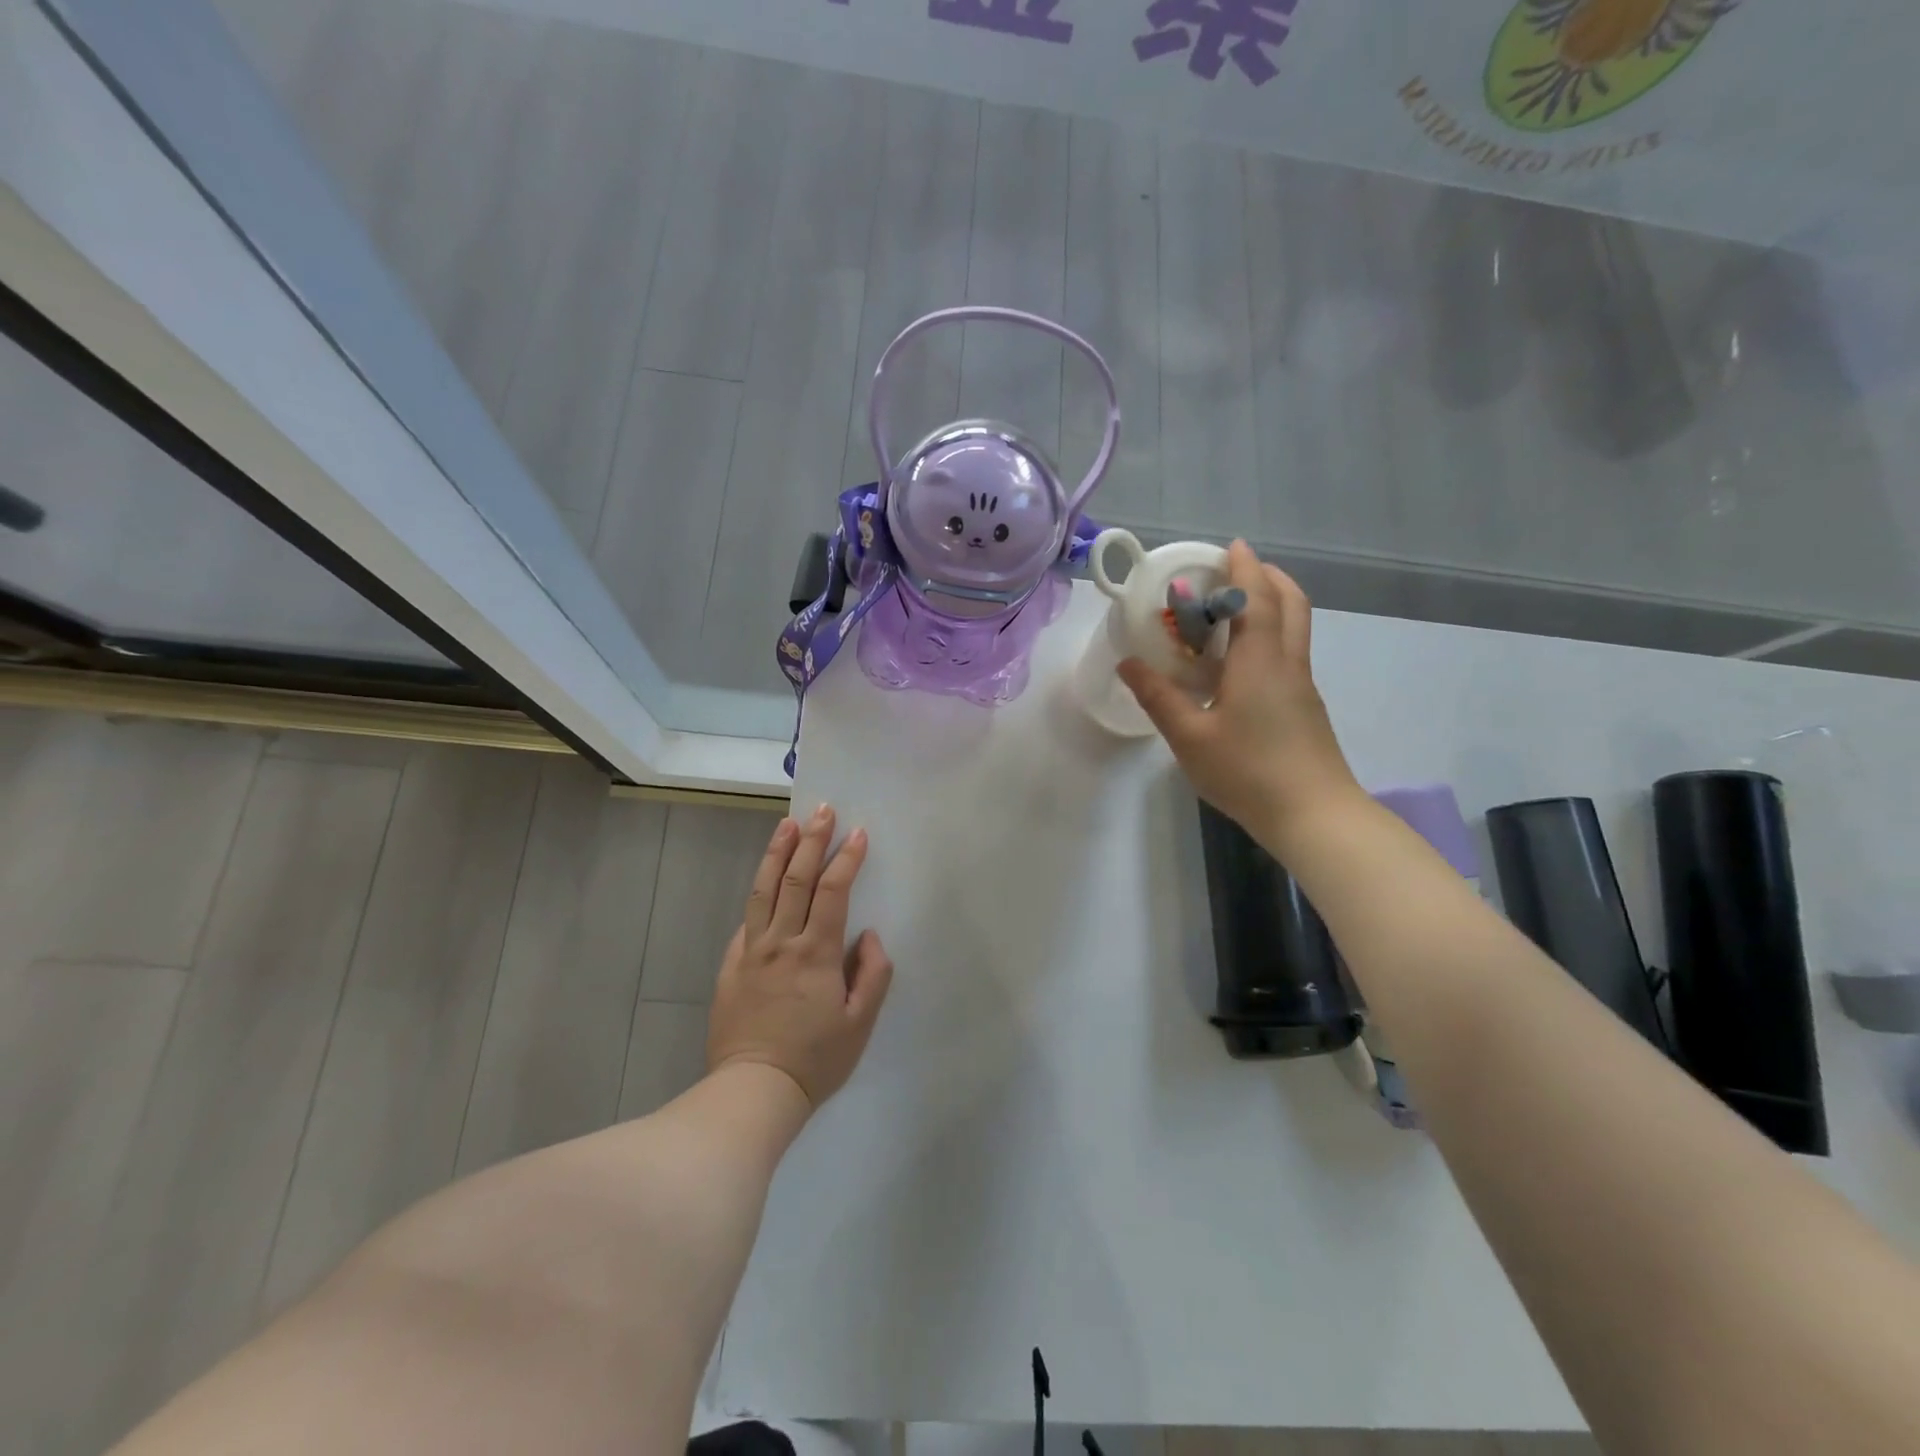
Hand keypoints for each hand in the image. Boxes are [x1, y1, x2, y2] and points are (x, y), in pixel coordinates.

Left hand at [707, 806, 893, 1109]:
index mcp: (816, 953)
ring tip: (786, 824)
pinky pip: (746, 922)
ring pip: (763, 891)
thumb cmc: (816, 1059)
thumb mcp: (860, 1024)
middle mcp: (781, 942)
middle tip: (822, 810)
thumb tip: (868, 936)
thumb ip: (872, 974)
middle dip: (811, 840)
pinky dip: (758, 896)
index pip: (832, 891)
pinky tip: (764, 884)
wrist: (753, 1091)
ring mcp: (751, 952)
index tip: (858, 833)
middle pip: (795, 878)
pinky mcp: (731, 966)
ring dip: (777, 853)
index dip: (846, 858)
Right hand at [1118, 540, 1361, 838]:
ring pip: (1294, 628)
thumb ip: (1158, 697)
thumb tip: (1128, 663)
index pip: (1257, 598)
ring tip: (1231, 611)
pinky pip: (1288, 653)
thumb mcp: (1190, 737)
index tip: (1229, 545)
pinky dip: (1269, 635)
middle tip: (1233, 572)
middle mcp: (1288, 663)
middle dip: (1266, 577)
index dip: (1244, 567)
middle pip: (1290, 603)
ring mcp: (1301, 686)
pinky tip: (1238, 662)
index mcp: (1261, 661)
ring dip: (1270, 605)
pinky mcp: (1304, 707)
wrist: (1314, 815)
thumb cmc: (1248, 772)